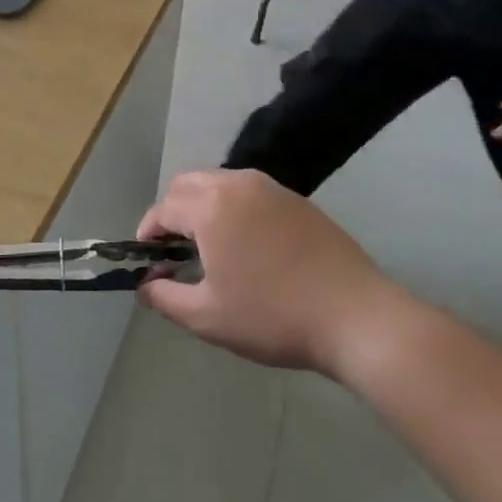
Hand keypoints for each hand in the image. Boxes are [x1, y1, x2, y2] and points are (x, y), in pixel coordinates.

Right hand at [135, 170, 396, 378]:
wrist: (356, 316)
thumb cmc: (273, 317)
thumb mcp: (207, 317)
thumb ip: (164, 297)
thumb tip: (146, 283)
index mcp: (212, 207)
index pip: (164, 207)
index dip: (148, 233)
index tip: (147, 262)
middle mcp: (239, 184)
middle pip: (188, 184)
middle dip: (172, 212)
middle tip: (174, 252)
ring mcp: (273, 188)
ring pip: (220, 183)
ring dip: (203, 207)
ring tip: (209, 249)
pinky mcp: (298, 200)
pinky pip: (250, 193)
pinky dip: (234, 209)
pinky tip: (247, 246)